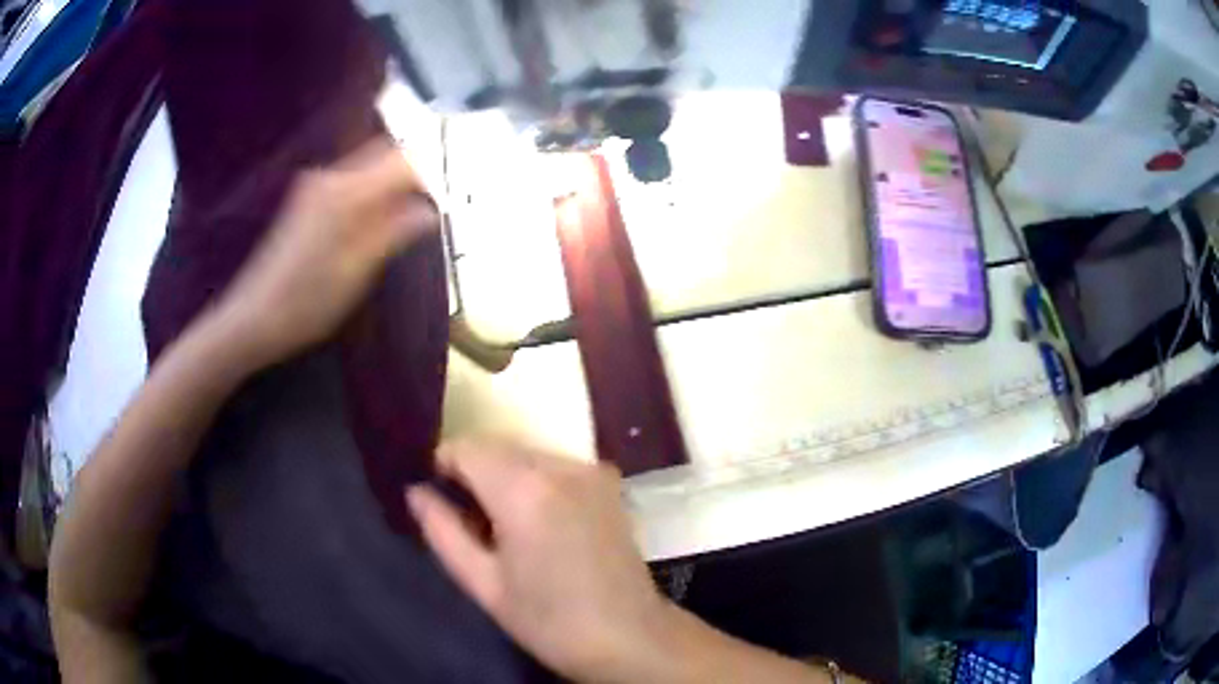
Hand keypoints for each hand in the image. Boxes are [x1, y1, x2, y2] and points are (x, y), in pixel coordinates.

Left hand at [213, 139, 438, 369]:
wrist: (253, 317)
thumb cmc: (306, 302)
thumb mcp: (357, 271)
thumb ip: (394, 233)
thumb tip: (430, 212)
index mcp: (345, 193)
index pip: (403, 161)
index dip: (430, 177)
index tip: (445, 202)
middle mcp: (330, 177)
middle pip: (385, 154)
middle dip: (413, 174)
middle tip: (431, 207)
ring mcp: (316, 185)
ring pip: (369, 166)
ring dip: (393, 184)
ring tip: (409, 218)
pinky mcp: (308, 198)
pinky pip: (353, 181)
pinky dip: (373, 193)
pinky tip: (377, 222)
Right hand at [407, 442, 671, 682]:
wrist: (628, 635)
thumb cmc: (548, 619)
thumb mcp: (484, 584)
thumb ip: (442, 531)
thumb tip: (415, 492)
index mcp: (524, 490)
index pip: (466, 448)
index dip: (443, 465)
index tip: (437, 495)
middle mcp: (560, 466)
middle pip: (497, 446)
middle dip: (473, 471)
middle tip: (467, 517)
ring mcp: (590, 470)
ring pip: (526, 453)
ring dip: (504, 474)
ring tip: (502, 523)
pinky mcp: (608, 482)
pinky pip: (555, 464)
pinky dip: (534, 479)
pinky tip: (537, 520)